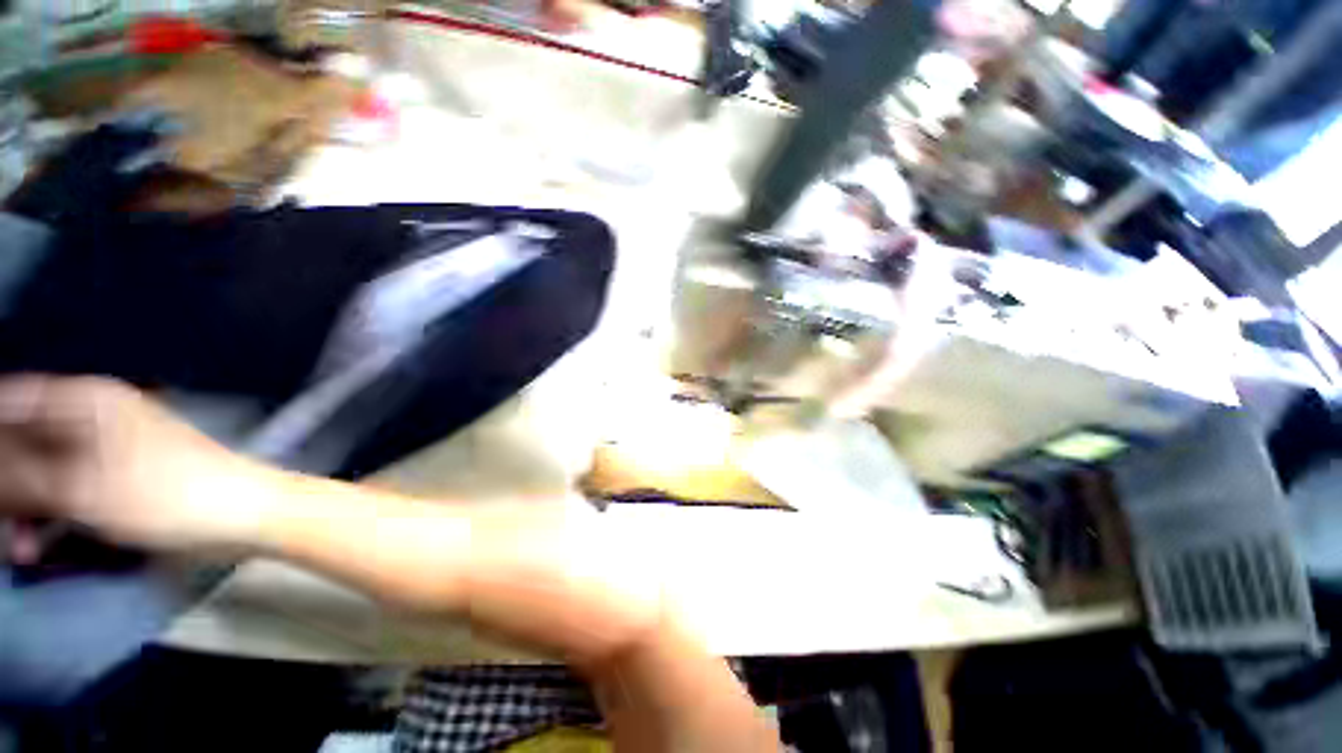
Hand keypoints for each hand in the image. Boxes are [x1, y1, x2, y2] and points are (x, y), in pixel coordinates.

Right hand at [0, 375, 276, 561]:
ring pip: (39, 473)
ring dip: (21, 512)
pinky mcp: (116, 481)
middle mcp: (92, 417)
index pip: (11, 402)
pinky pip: (65, 494)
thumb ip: (19, 478)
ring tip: (18, 550)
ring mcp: (105, 450)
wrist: (241, 514)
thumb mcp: (81, 489)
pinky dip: (47, 520)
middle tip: (1, 528)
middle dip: (4, 488)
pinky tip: (37, 549)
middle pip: (21, 443)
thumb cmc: (164, 495)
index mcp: (85, 400)